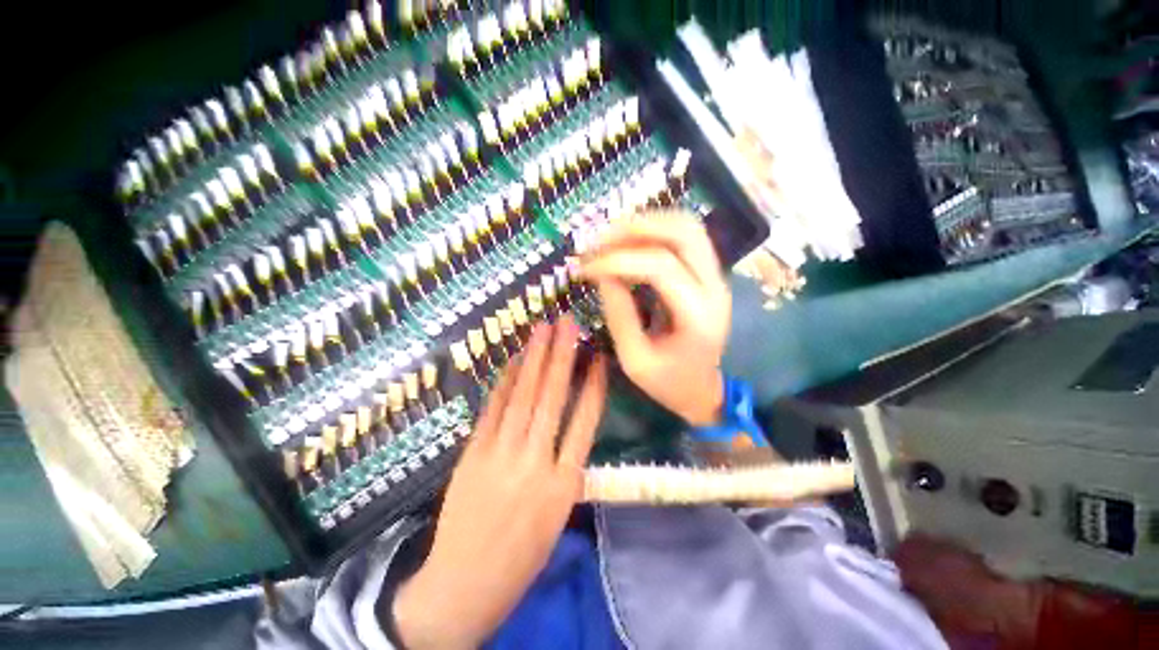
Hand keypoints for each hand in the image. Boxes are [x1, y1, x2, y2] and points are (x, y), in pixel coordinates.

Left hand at [390, 318, 607, 648]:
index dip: (593, 384)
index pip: (585, 420)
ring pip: (522, 397)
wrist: (464, 585)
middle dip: (562, 356)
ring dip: (533, 359)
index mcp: (564, 484)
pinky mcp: (472, 454)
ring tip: (542, 330)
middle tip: (567, 324)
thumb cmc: (521, 556)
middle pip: (553, 398)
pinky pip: (492, 410)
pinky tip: (513, 361)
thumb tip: (569, 422)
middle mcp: (536, 462)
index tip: (598, 356)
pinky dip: (503, 382)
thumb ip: (565, 467)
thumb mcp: (558, 516)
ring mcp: (501, 456)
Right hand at [580, 214, 729, 425]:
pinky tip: (629, 243)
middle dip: (636, 228)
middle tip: (598, 240)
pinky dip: (655, 232)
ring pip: (688, 227)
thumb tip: (601, 273)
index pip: (661, 267)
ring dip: (646, 223)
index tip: (586, 268)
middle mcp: (715, 288)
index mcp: (698, 317)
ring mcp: (717, 277)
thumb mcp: (634, 360)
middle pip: (684, 232)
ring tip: (610, 237)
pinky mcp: (709, 274)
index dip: (618, 261)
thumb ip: (619, 314)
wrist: (702, 389)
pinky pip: (685, 237)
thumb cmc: (667, 382)